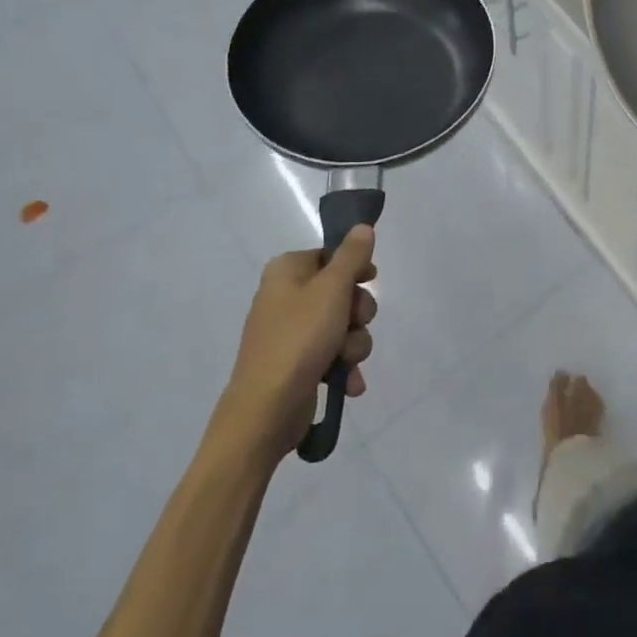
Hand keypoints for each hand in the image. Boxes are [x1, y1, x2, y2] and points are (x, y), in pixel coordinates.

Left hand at [227, 226, 378, 454]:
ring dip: (353, 344)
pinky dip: (344, 366)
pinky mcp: (298, 363)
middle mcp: (286, 296)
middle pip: (342, 291)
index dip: (355, 269)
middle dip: (358, 313)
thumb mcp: (332, 289)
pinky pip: (333, 354)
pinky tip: (348, 382)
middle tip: (354, 323)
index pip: (332, 255)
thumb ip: (352, 256)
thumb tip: (362, 226)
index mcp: (287, 270)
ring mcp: (291, 332)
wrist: (266, 410)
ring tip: (345, 360)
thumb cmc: (299, 338)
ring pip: (343, 325)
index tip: (370, 281)